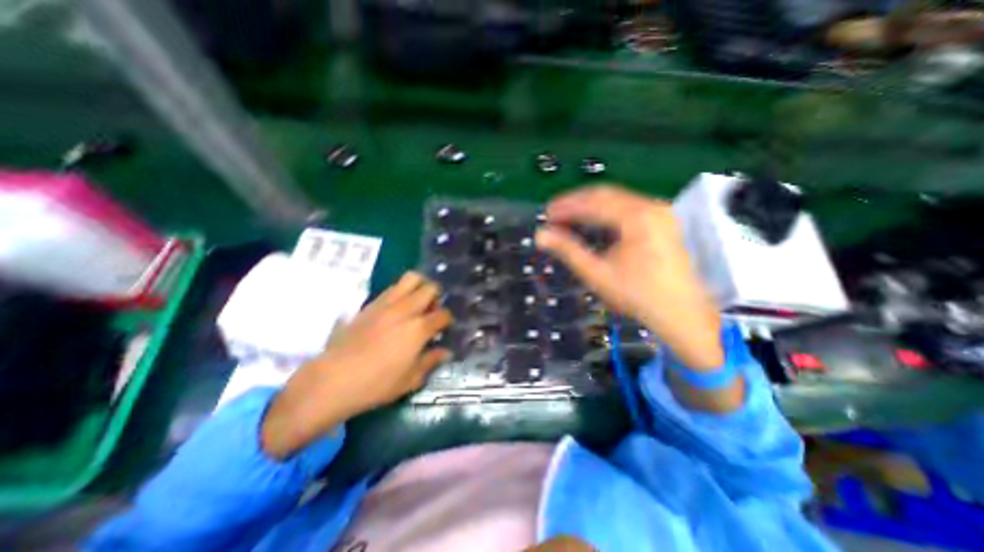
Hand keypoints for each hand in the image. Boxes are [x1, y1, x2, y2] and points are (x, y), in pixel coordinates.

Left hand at [258, 271, 448, 457]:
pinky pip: (392, 288)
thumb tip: (445, 351)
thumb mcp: (411, 379)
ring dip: (420, 287)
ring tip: (417, 302)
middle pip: (430, 288)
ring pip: (411, 278)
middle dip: (437, 297)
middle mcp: (406, 309)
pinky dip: (401, 292)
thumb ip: (431, 361)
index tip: (445, 327)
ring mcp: (387, 303)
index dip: (447, 320)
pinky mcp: (371, 304)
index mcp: (419, 328)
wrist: (333, 379)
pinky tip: (397, 308)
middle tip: (432, 311)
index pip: (443, 314)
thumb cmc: (377, 384)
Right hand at [536, 185, 719, 369]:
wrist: (681, 314)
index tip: (546, 213)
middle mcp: (651, 207)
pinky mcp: (662, 221)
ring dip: (590, 206)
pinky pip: (627, 207)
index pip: (593, 202)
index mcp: (637, 217)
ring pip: (617, 199)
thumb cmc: (638, 295)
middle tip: (554, 213)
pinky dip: (606, 212)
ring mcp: (660, 212)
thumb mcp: (597, 273)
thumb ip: (567, 250)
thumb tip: (541, 235)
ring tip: (569, 217)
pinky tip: (594, 222)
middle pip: (605, 194)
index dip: (566, 206)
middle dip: (576, 202)